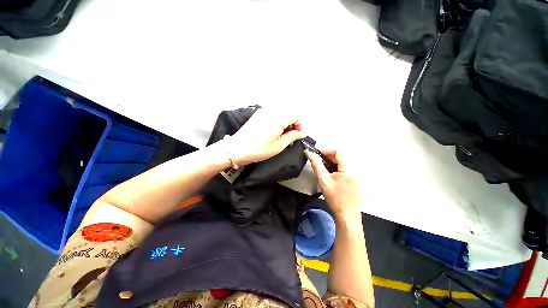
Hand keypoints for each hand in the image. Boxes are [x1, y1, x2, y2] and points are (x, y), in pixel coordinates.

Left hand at [228, 108, 305, 165]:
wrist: (237, 149)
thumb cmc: (260, 149)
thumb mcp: (279, 146)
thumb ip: (292, 137)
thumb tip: (302, 133)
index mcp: (279, 118)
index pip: (295, 115)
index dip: (299, 125)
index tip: (298, 135)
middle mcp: (272, 111)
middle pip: (288, 113)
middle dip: (293, 124)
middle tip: (291, 136)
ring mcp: (263, 111)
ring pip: (281, 113)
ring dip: (285, 122)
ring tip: (283, 135)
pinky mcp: (258, 114)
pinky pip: (272, 114)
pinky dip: (277, 120)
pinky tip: (274, 131)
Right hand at [306, 149, 363, 220]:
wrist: (346, 214)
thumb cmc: (335, 198)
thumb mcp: (323, 180)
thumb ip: (316, 164)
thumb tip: (309, 152)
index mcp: (349, 168)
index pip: (338, 151)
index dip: (326, 150)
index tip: (315, 152)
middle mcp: (354, 168)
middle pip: (340, 155)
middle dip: (327, 155)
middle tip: (316, 158)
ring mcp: (355, 173)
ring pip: (341, 161)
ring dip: (330, 160)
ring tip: (320, 164)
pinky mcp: (353, 176)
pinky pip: (343, 166)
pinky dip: (334, 166)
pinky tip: (327, 170)